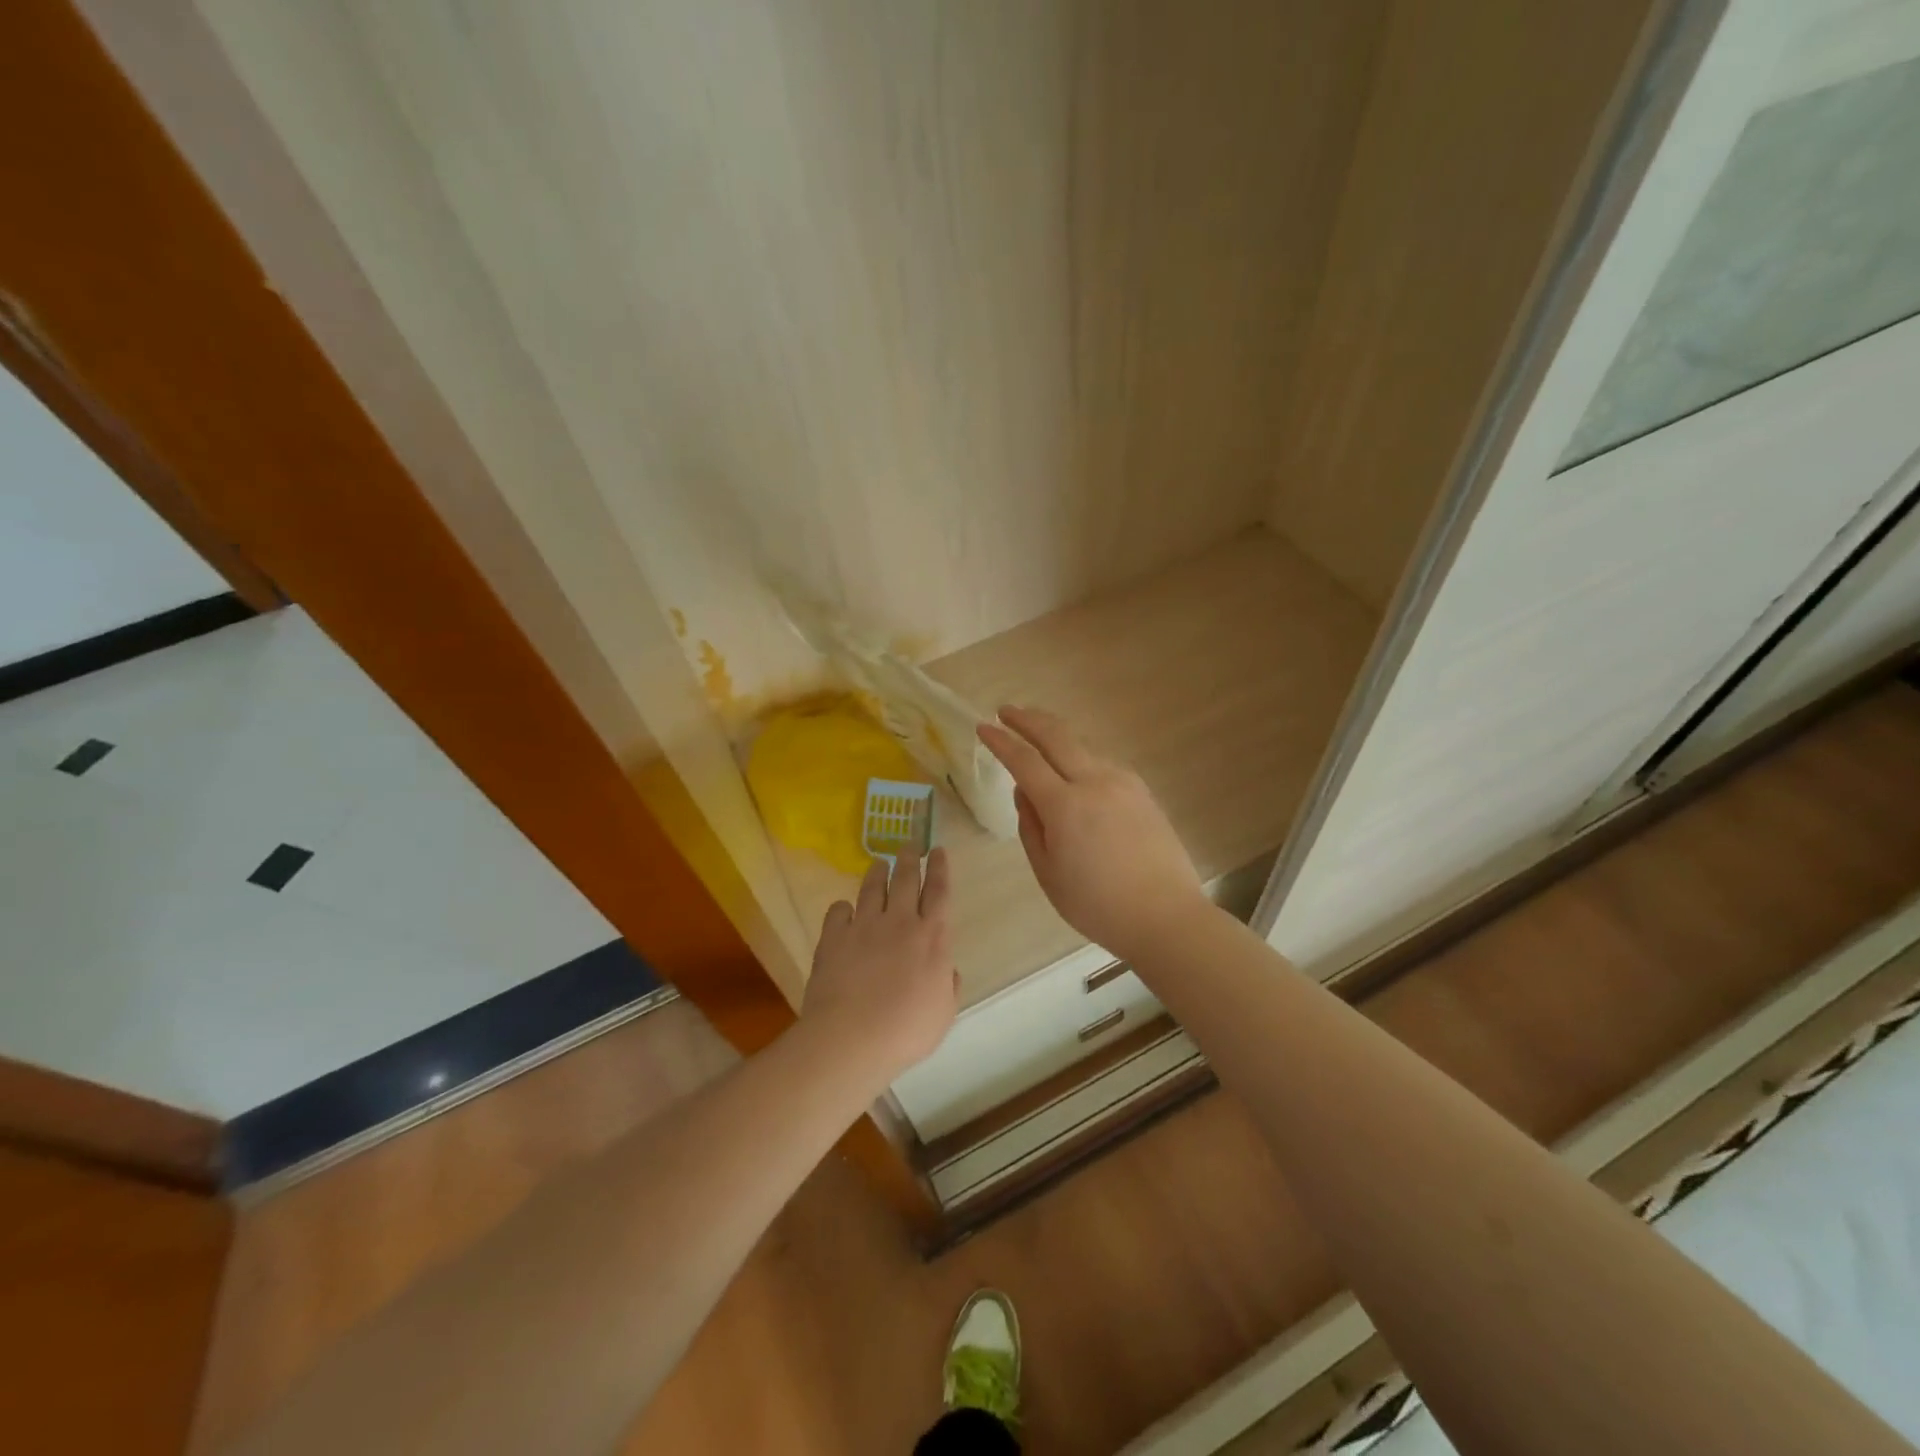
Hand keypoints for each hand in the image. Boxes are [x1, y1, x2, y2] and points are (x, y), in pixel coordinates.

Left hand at [800, 848, 958, 1084]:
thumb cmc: (906, 1030)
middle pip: (905, 879)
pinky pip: (838, 911)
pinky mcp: (833, 937)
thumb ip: (948, 985)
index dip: (940, 869)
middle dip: (909, 858)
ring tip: (879, 863)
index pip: (939, 892)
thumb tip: (946, 969)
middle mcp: (899, 922)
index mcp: (932, 937)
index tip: (938, 851)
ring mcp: (864, 926)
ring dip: (877, 873)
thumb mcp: (943, 1013)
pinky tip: (843, 910)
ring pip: (872, 888)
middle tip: (909, 844)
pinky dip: (842, 908)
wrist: (850, 1037)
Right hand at [978, 706, 1211, 960]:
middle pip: (1056, 736)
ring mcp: (1123, 783)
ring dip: (1055, 737)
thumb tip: (1024, 792)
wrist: (1165, 915)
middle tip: (1007, 710)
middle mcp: (1094, 782)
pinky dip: (1080, 758)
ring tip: (1037, 738)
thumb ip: (1030, 826)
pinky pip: (1102, 764)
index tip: (983, 727)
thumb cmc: (1097, 905)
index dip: (1001, 741)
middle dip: (1027, 719)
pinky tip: (1074, 770)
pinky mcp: (1142, 791)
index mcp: (1065, 805)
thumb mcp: (1048, 873)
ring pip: (1082, 747)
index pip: (1024, 760)